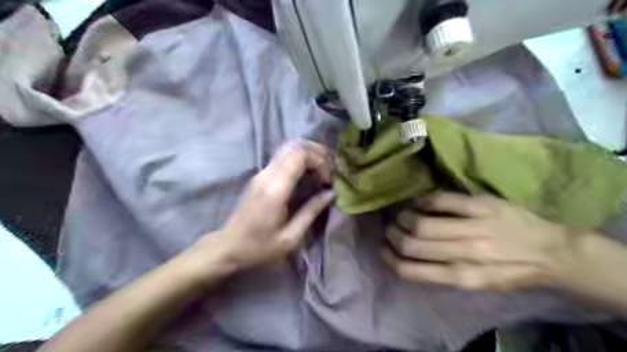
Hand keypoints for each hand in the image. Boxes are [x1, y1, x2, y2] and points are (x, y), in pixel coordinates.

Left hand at [195, 138, 331, 276]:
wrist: (227, 247)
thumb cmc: (258, 247)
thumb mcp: (290, 237)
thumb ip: (311, 212)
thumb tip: (330, 193)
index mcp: (275, 188)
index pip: (300, 155)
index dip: (319, 161)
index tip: (328, 180)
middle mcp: (267, 174)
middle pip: (295, 145)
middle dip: (317, 153)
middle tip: (329, 171)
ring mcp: (261, 173)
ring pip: (288, 148)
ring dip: (308, 154)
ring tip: (321, 171)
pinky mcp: (260, 176)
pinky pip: (283, 157)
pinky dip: (299, 159)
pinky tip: (308, 174)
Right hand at [379, 192, 574, 291]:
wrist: (552, 252)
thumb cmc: (510, 270)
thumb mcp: (478, 283)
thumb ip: (443, 272)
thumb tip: (407, 256)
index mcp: (463, 277)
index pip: (412, 270)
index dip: (391, 259)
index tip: (384, 250)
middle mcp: (465, 255)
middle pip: (412, 244)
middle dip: (393, 236)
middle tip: (391, 230)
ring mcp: (474, 228)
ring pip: (421, 222)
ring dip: (403, 218)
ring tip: (401, 216)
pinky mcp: (482, 206)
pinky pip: (440, 201)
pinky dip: (422, 202)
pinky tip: (419, 203)